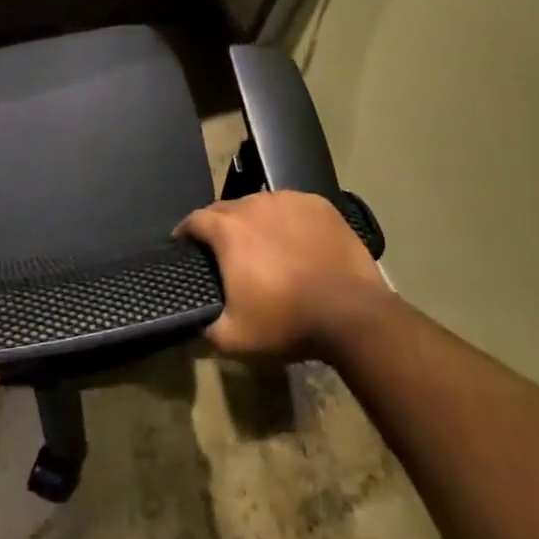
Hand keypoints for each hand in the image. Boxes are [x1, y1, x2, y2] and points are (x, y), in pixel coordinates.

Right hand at [175, 191, 388, 361]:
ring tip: (265, 249)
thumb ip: (204, 325)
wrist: (352, 314)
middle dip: (220, 229)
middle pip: (226, 210)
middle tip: (227, 257)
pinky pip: (291, 207)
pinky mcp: (318, 204)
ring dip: (255, 223)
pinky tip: (296, 243)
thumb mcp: (234, 339)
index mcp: (227, 229)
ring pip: (260, 206)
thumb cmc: (287, 322)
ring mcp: (288, 200)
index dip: (185, 234)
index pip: (193, 220)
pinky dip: (286, 221)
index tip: (186, 250)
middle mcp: (253, 203)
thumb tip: (195, 317)